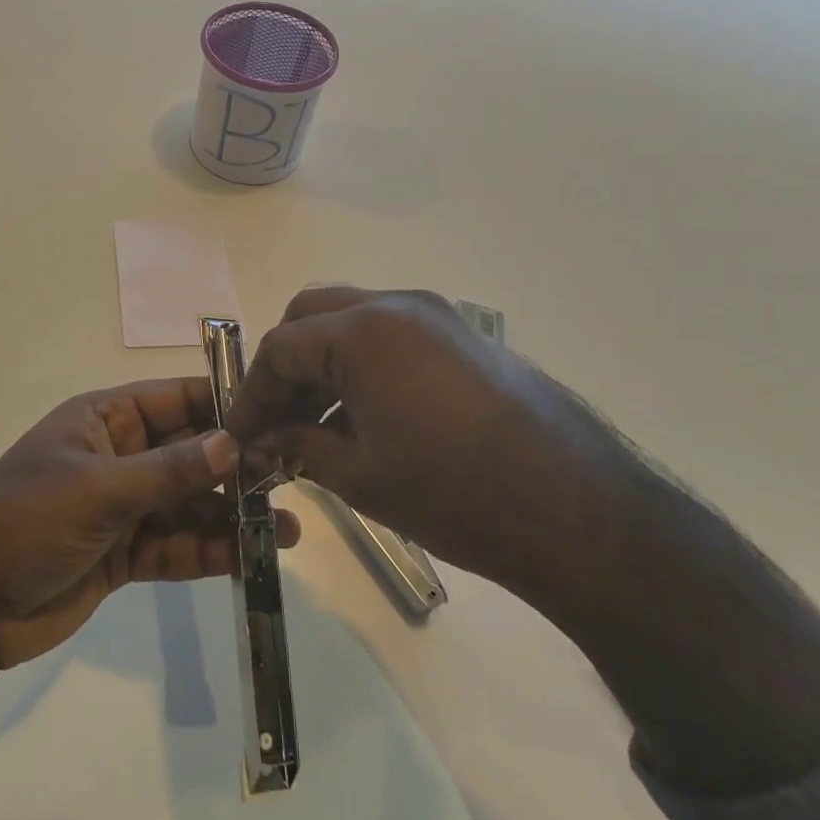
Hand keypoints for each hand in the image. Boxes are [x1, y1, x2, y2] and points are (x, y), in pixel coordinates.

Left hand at [0, 377, 299, 671]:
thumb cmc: (25, 522)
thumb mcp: (98, 489)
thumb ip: (168, 470)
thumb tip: (232, 443)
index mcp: (106, 420)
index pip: (176, 400)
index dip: (223, 405)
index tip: (276, 415)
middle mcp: (121, 456)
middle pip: (190, 453)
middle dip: (236, 467)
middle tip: (292, 479)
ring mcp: (124, 506)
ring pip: (189, 503)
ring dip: (232, 515)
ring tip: (286, 530)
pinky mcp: (125, 553)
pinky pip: (176, 544)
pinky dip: (209, 550)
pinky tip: (249, 557)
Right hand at [225, 286, 638, 611]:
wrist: (579, 513)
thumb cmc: (454, 495)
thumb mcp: (360, 476)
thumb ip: (298, 448)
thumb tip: (260, 446)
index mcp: (363, 331)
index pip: (281, 347)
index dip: (252, 393)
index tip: (240, 435)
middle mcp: (397, 305)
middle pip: (313, 316)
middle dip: (285, 366)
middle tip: (275, 419)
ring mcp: (437, 316)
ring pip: (353, 321)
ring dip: (324, 364)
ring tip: (315, 426)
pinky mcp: (465, 338)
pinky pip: (393, 336)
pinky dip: (363, 366)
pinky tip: (363, 418)